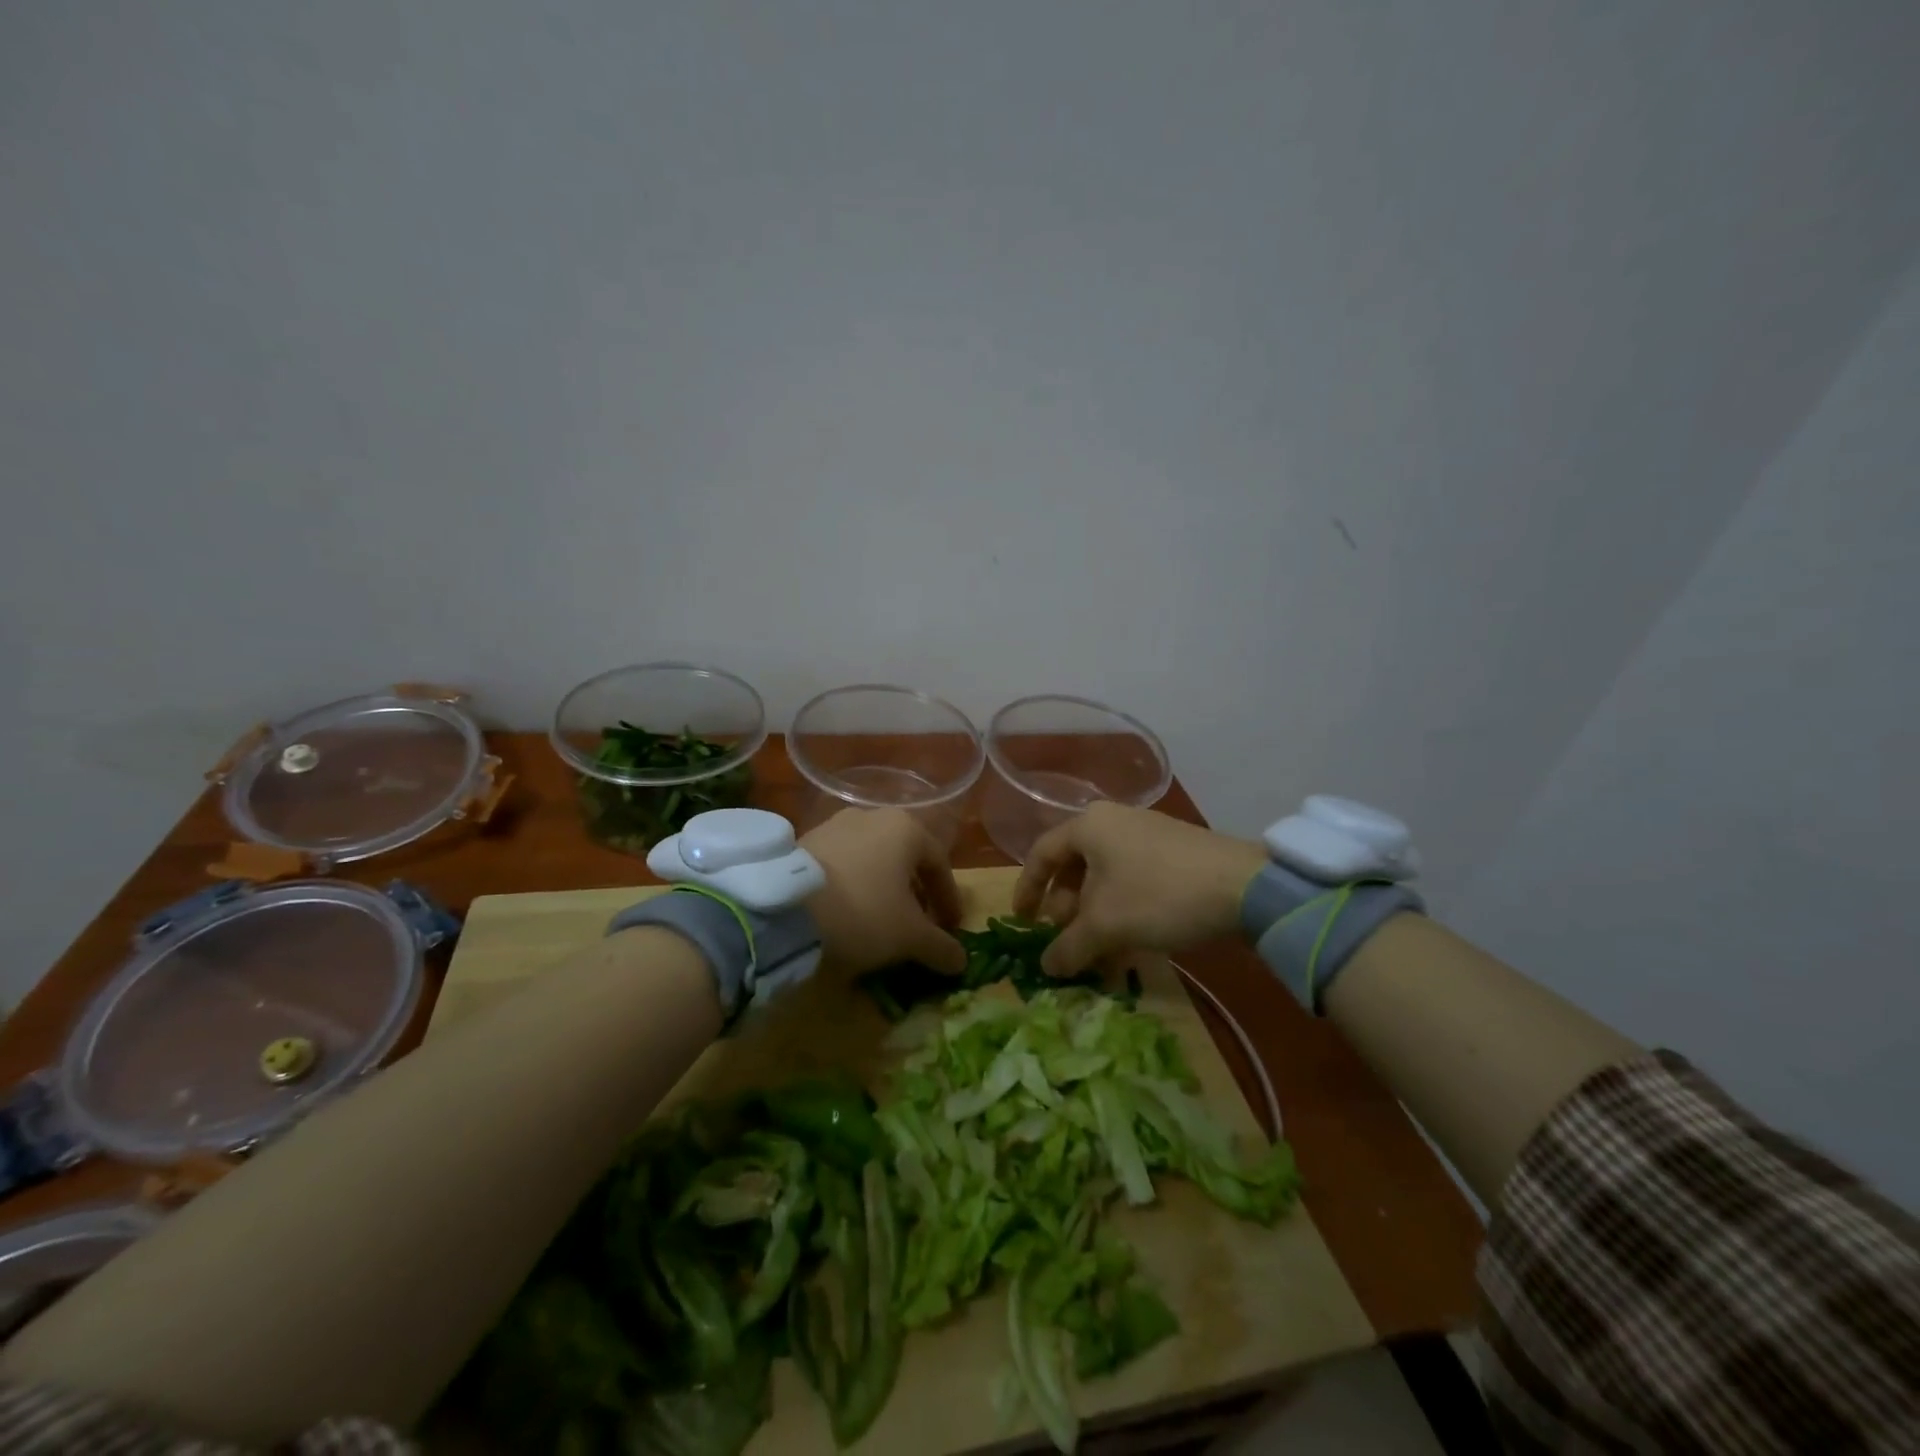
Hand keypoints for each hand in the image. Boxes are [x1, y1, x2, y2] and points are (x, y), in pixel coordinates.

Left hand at [801, 808, 966, 976]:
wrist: (785, 910)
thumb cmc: (864, 913)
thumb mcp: (910, 936)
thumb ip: (941, 947)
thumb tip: (961, 961)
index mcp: (906, 828)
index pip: (940, 864)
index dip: (949, 899)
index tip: (952, 928)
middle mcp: (872, 816)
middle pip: (905, 858)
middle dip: (916, 893)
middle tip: (919, 924)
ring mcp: (835, 825)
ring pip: (873, 859)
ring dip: (884, 889)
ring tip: (882, 921)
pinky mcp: (805, 841)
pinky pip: (843, 864)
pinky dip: (854, 886)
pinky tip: (848, 912)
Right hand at [1012, 802, 1266, 976]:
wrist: (1245, 887)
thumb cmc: (1159, 895)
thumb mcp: (1106, 925)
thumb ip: (1068, 947)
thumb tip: (1047, 967)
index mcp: (1089, 826)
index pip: (1042, 854)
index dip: (1027, 890)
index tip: (1023, 923)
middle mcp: (1114, 821)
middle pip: (1075, 866)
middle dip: (1066, 908)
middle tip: (1068, 940)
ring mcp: (1147, 833)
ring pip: (1105, 876)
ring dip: (1095, 915)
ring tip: (1100, 951)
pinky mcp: (1174, 851)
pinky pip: (1132, 878)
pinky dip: (1122, 908)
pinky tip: (1131, 941)